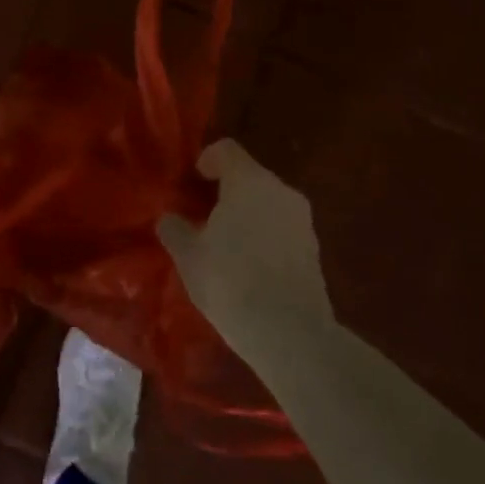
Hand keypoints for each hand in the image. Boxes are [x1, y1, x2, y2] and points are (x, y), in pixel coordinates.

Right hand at [158, 140, 331, 335]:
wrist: (290, 334)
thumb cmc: (230, 281)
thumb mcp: (188, 255)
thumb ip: (175, 228)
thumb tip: (170, 218)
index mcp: (249, 181)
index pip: (226, 150)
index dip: (206, 160)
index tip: (192, 182)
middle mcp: (281, 191)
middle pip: (248, 175)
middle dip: (225, 190)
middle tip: (201, 216)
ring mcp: (303, 220)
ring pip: (267, 202)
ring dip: (246, 213)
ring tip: (223, 244)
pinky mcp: (314, 249)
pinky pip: (281, 227)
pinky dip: (263, 235)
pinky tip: (247, 266)